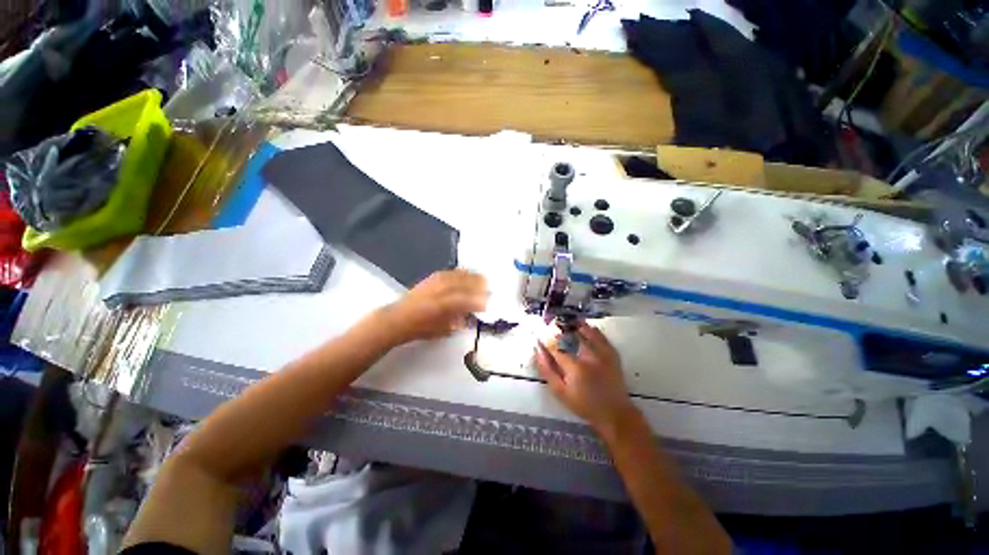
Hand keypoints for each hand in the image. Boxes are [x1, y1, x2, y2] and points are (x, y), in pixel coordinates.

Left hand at [380, 270, 487, 344]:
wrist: (398, 318)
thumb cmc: (420, 328)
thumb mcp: (443, 330)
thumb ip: (459, 321)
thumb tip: (472, 315)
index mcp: (442, 306)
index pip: (465, 300)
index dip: (478, 301)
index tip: (487, 303)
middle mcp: (440, 291)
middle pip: (463, 284)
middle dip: (478, 285)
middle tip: (489, 288)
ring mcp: (435, 283)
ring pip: (457, 276)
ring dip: (471, 277)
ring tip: (481, 279)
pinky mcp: (430, 279)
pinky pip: (449, 272)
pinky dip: (460, 272)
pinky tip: (466, 273)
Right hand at [535, 323, 636, 433]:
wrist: (614, 413)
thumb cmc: (584, 404)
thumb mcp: (560, 392)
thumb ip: (547, 371)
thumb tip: (538, 352)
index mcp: (575, 367)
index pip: (555, 347)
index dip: (545, 339)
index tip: (538, 334)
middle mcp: (589, 356)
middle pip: (571, 335)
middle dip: (560, 328)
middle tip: (551, 324)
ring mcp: (602, 353)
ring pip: (587, 331)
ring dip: (575, 325)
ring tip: (567, 322)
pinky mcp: (612, 354)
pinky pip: (601, 336)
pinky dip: (592, 329)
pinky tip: (585, 327)